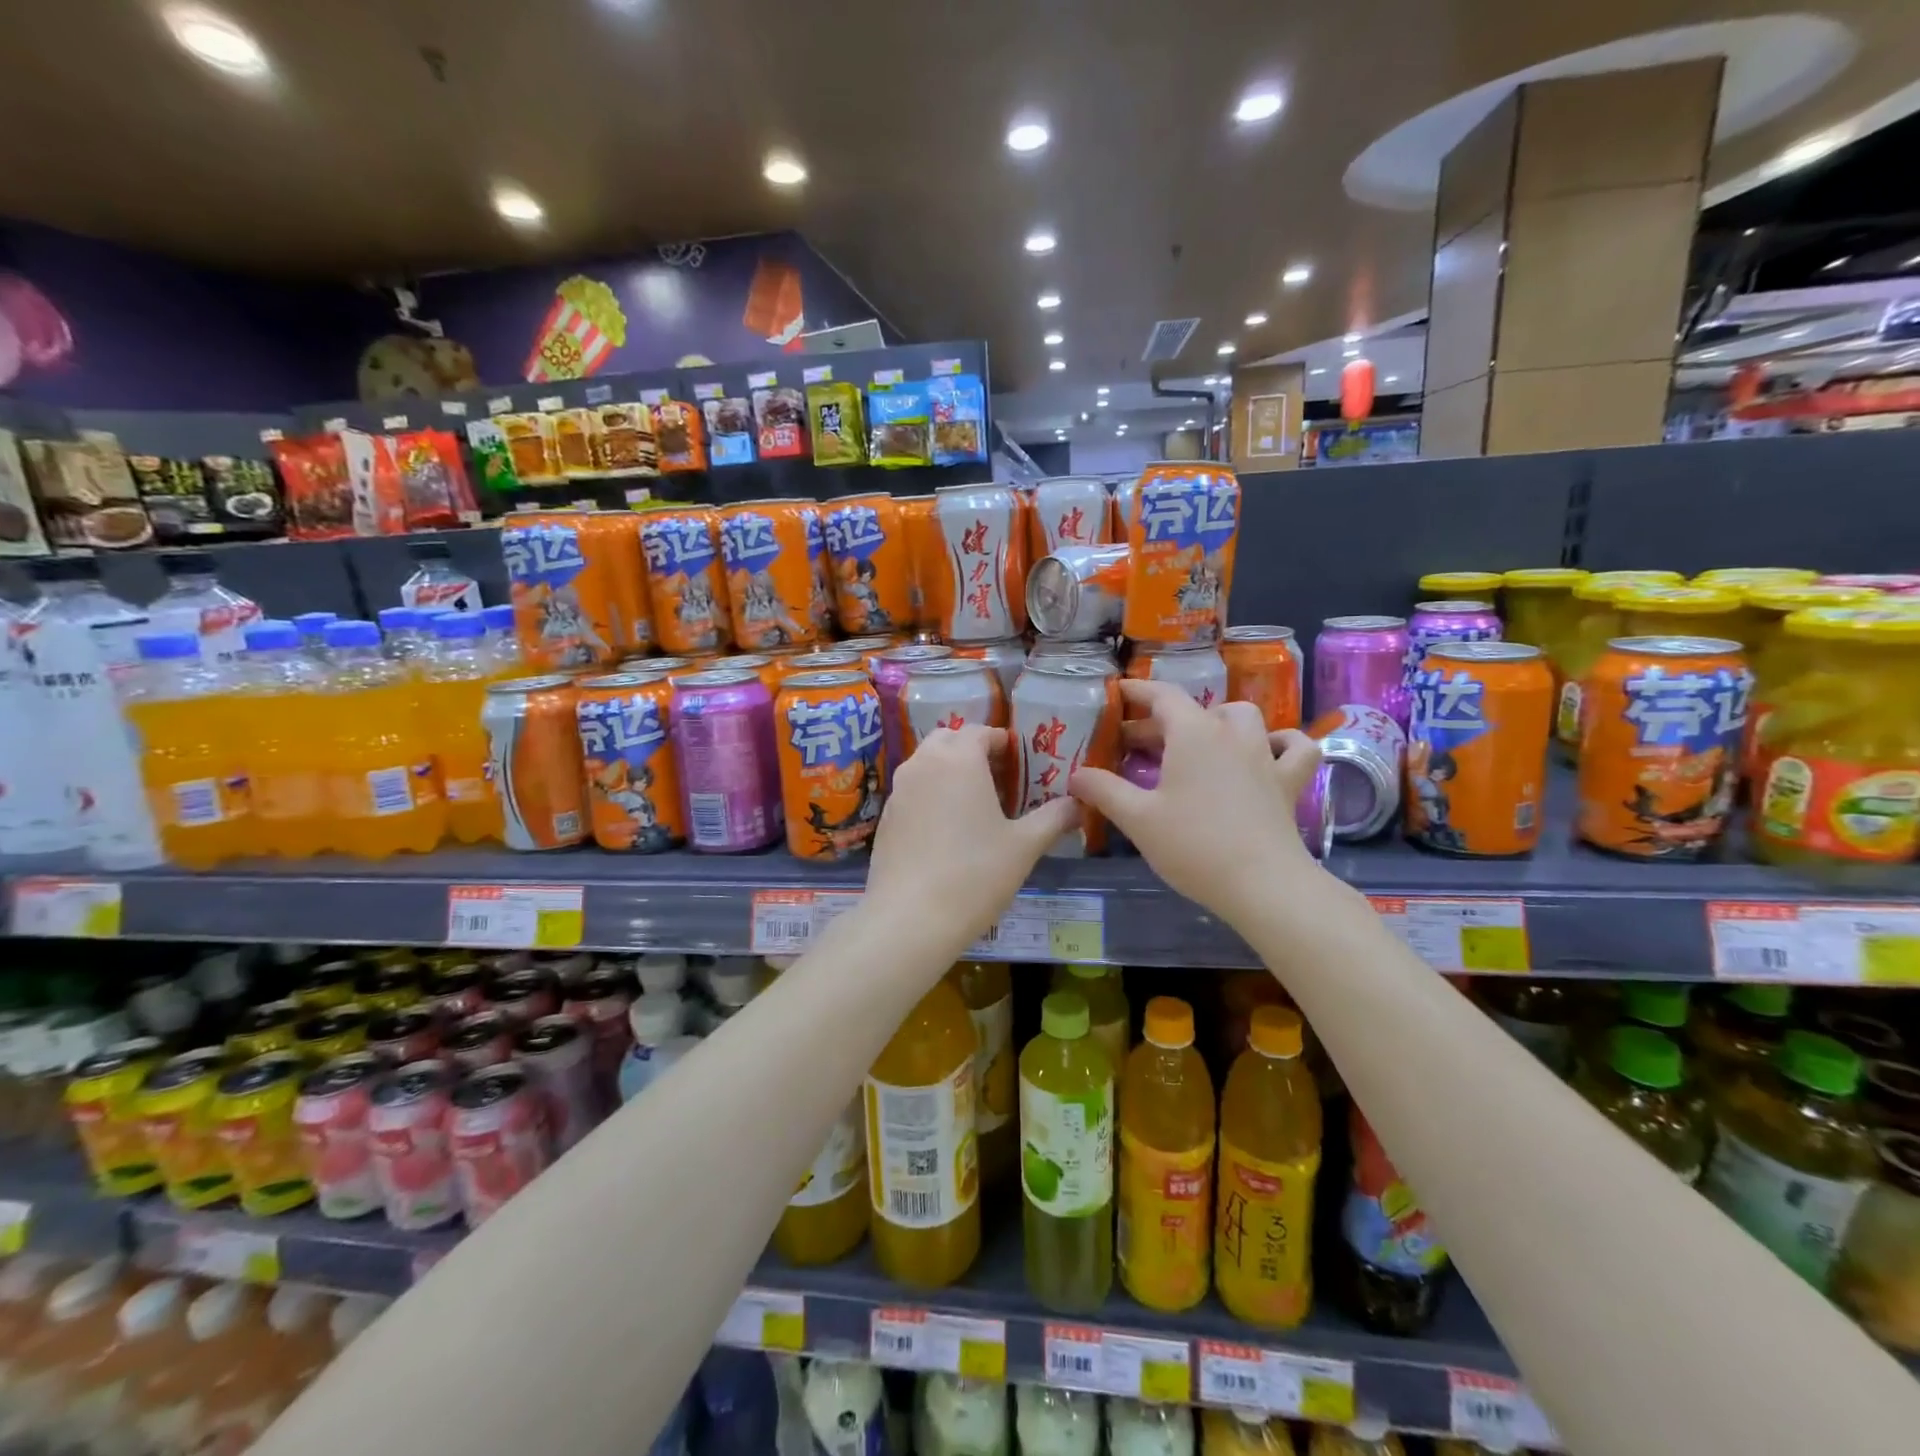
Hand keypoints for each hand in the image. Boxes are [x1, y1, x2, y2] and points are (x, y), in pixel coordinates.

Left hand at [864, 725, 1079, 949]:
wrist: (910, 918)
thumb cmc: (975, 874)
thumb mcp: (1024, 846)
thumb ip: (1053, 818)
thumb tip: (1077, 805)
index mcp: (959, 759)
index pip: (981, 731)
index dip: (1002, 743)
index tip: (1020, 763)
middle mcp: (923, 764)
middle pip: (949, 739)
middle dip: (972, 751)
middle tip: (998, 779)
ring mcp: (899, 790)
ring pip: (926, 764)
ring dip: (949, 771)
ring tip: (974, 804)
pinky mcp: (885, 817)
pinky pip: (912, 791)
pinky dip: (930, 795)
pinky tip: (946, 831)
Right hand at [1070, 678, 1324, 922]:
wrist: (1262, 884)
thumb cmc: (1194, 845)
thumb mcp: (1137, 819)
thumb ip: (1103, 791)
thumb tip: (1076, 776)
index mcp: (1193, 734)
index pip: (1162, 696)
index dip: (1138, 691)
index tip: (1119, 692)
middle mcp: (1231, 734)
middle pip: (1195, 711)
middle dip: (1164, 720)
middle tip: (1137, 744)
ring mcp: (1265, 756)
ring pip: (1245, 717)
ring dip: (1220, 720)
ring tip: (1199, 741)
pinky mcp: (1288, 782)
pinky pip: (1294, 747)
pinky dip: (1282, 741)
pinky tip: (1269, 750)